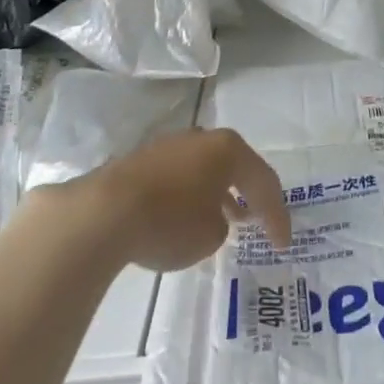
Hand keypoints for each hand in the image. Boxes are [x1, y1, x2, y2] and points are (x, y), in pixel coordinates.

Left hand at [82, 128, 291, 272]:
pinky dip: (188, 196)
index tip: (282, 244)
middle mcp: (200, 139)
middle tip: (259, 219)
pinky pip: (177, 178)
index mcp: (227, 148)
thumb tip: (209, 216)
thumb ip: (221, 224)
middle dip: (248, 194)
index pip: (264, 182)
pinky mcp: (139, 161)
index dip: (277, 216)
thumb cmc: (169, 222)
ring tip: (225, 219)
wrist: (101, 214)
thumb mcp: (210, 235)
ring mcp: (167, 146)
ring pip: (203, 170)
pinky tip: (185, 216)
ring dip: (217, 193)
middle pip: (234, 166)